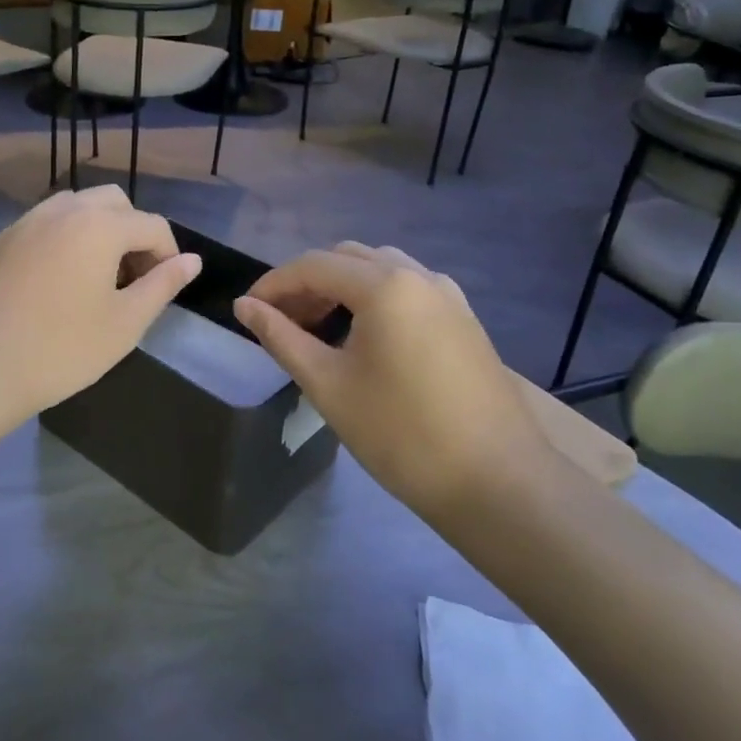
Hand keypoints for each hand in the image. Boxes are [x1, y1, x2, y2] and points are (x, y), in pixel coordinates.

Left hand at [0, 187, 200, 439]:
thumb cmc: (59, 349)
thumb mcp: (124, 323)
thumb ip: (162, 285)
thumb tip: (192, 260)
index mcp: (99, 224)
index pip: (152, 224)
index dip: (168, 255)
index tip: (165, 290)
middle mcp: (63, 209)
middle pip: (114, 203)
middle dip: (134, 233)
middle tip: (132, 281)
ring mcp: (26, 221)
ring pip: (77, 208)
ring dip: (99, 232)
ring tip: (97, 280)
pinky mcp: (0, 240)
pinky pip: (46, 224)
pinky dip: (66, 239)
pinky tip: (58, 283)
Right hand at [234, 243, 553, 514]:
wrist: (496, 482)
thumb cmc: (401, 434)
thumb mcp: (328, 385)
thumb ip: (281, 337)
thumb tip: (244, 306)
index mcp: (385, 285)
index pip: (313, 265)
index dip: (273, 284)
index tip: (247, 310)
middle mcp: (419, 275)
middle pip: (348, 258)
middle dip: (308, 282)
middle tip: (282, 321)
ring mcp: (448, 295)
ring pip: (381, 269)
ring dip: (342, 287)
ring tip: (319, 328)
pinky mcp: (464, 319)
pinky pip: (408, 288)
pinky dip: (375, 298)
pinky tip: (365, 337)